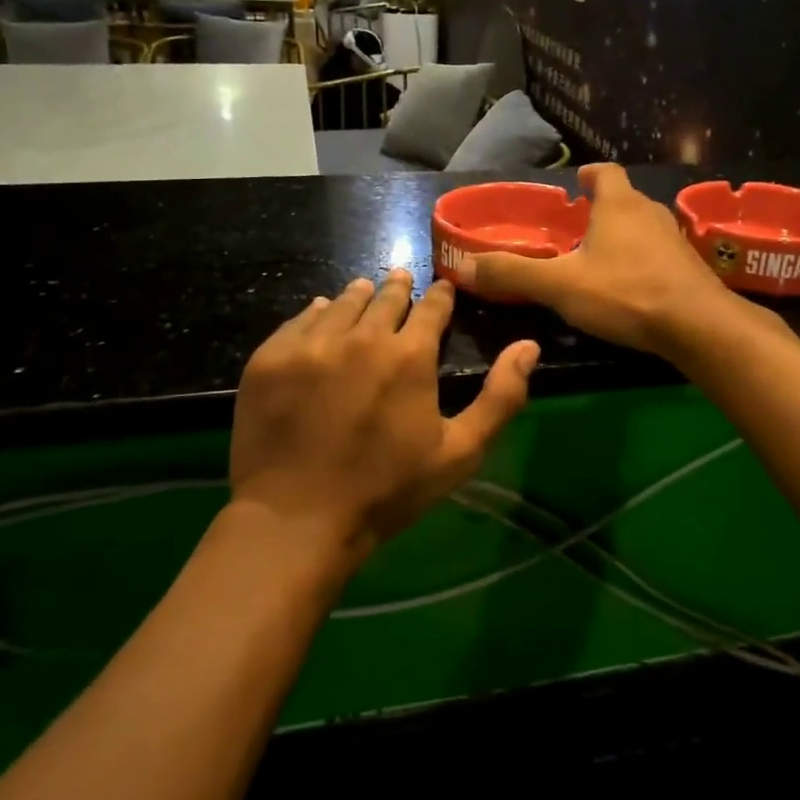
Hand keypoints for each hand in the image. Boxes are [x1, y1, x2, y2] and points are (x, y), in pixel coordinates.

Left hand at [228, 270, 538, 571]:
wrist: (297, 519)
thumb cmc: (387, 491)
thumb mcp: (460, 452)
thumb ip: (501, 397)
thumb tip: (529, 345)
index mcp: (409, 355)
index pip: (431, 308)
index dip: (440, 296)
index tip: (442, 289)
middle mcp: (361, 336)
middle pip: (384, 297)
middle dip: (398, 288)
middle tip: (401, 280)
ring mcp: (311, 344)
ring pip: (341, 303)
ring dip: (359, 295)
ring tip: (365, 289)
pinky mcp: (270, 358)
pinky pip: (299, 320)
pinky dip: (316, 313)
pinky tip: (320, 312)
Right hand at [471, 163, 735, 356]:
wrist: (698, 326)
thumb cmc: (626, 293)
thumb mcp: (560, 285)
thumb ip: (513, 274)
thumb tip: (465, 266)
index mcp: (619, 206)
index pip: (606, 173)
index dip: (590, 175)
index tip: (578, 182)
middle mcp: (650, 213)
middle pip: (625, 199)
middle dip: (603, 208)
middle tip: (579, 226)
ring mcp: (676, 240)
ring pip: (644, 227)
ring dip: (624, 235)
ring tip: (601, 257)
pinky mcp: (690, 268)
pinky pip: (660, 254)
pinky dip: (643, 260)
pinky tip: (631, 286)